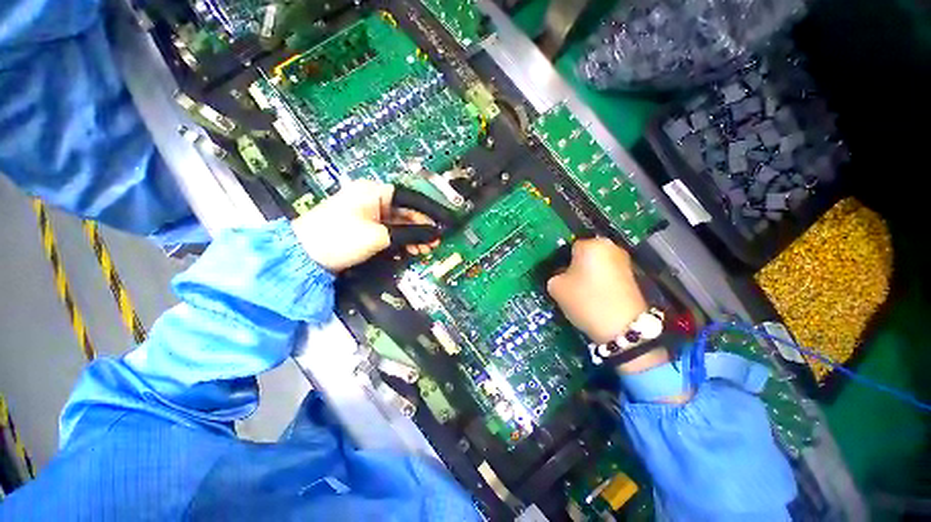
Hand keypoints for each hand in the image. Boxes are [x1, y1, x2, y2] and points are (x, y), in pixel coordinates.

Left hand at [291, 180, 438, 271]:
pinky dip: (401, 240)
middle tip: (435, 243)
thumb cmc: (340, 238)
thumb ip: (410, 233)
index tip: (444, 222)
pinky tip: (410, 250)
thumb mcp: (379, 236)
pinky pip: (390, 231)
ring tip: (425, 250)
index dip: (430, 210)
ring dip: (413, 236)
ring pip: (399, 223)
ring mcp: (369, 213)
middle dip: (422, 228)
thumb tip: (434, 234)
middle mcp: (373, 198)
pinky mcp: (365, 227)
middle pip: (406, 211)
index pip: (411, 197)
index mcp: (375, 192)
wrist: (303, 256)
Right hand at [547, 238, 647, 344]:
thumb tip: (560, 275)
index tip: (557, 277)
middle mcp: (610, 246)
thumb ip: (554, 275)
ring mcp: (624, 261)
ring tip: (582, 293)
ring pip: (597, 264)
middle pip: (585, 254)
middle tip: (568, 284)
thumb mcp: (556, 287)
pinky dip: (601, 282)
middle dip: (576, 266)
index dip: (560, 262)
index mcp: (591, 243)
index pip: (568, 246)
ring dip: (589, 274)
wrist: (624, 328)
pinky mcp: (633, 277)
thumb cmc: (585, 300)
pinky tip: (596, 297)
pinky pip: (608, 274)